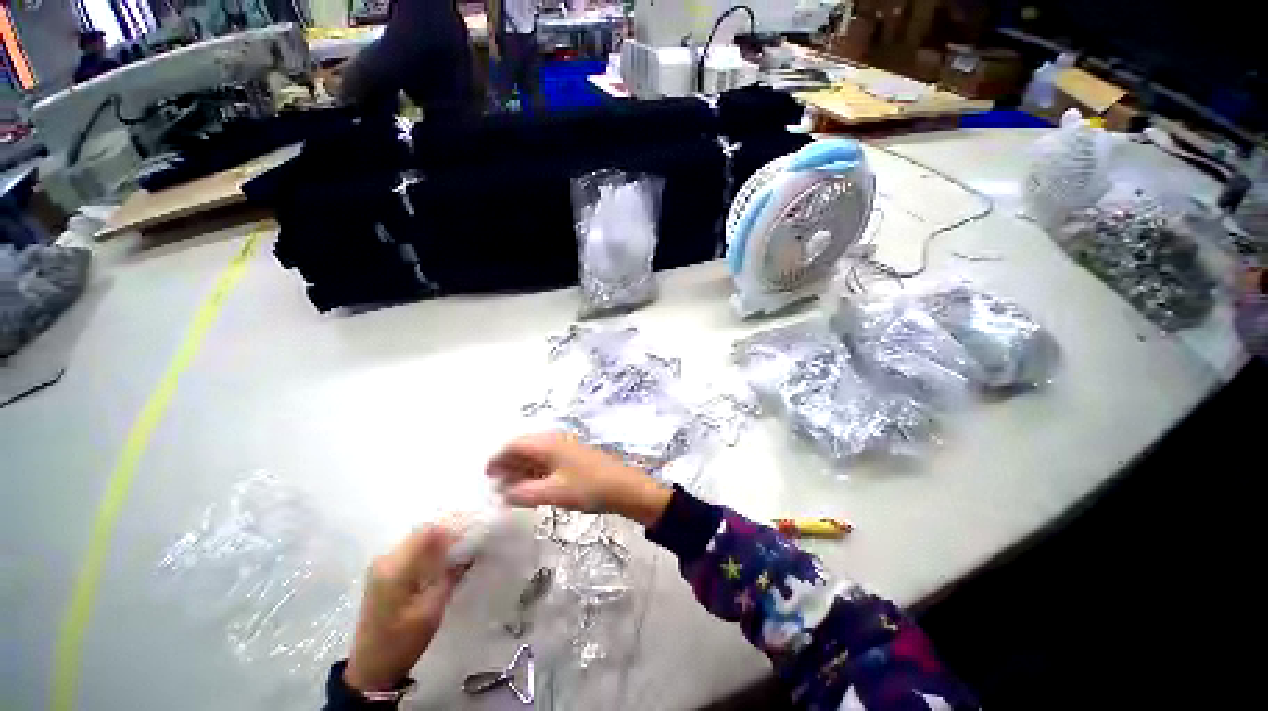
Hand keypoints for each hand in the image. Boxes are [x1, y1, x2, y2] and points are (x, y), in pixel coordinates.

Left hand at [345, 525, 466, 692]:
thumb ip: (450, 575)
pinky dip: (430, 551)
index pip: (428, 532)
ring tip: (462, 551)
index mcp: (395, 568)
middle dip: (449, 534)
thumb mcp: (431, 611)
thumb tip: (471, 549)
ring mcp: (382, 566)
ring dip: (440, 543)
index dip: (453, 528)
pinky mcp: (383, 573)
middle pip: (423, 533)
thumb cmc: (402, 642)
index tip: (474, 534)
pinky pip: (412, 551)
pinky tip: (444, 562)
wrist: (371, 668)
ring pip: (418, 540)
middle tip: (472, 542)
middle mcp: (385, 560)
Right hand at [486, 432, 671, 526]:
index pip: (516, 444)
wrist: (625, 487)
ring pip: (537, 455)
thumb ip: (525, 494)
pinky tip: (531, 487)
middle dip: (508, 464)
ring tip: (509, 488)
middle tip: (495, 484)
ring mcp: (567, 449)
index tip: (486, 474)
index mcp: (549, 444)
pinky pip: (548, 461)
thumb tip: (503, 494)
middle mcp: (556, 441)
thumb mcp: (554, 493)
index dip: (498, 457)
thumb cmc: (589, 488)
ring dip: (521, 469)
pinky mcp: (574, 459)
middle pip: (525, 447)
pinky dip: (535, 472)